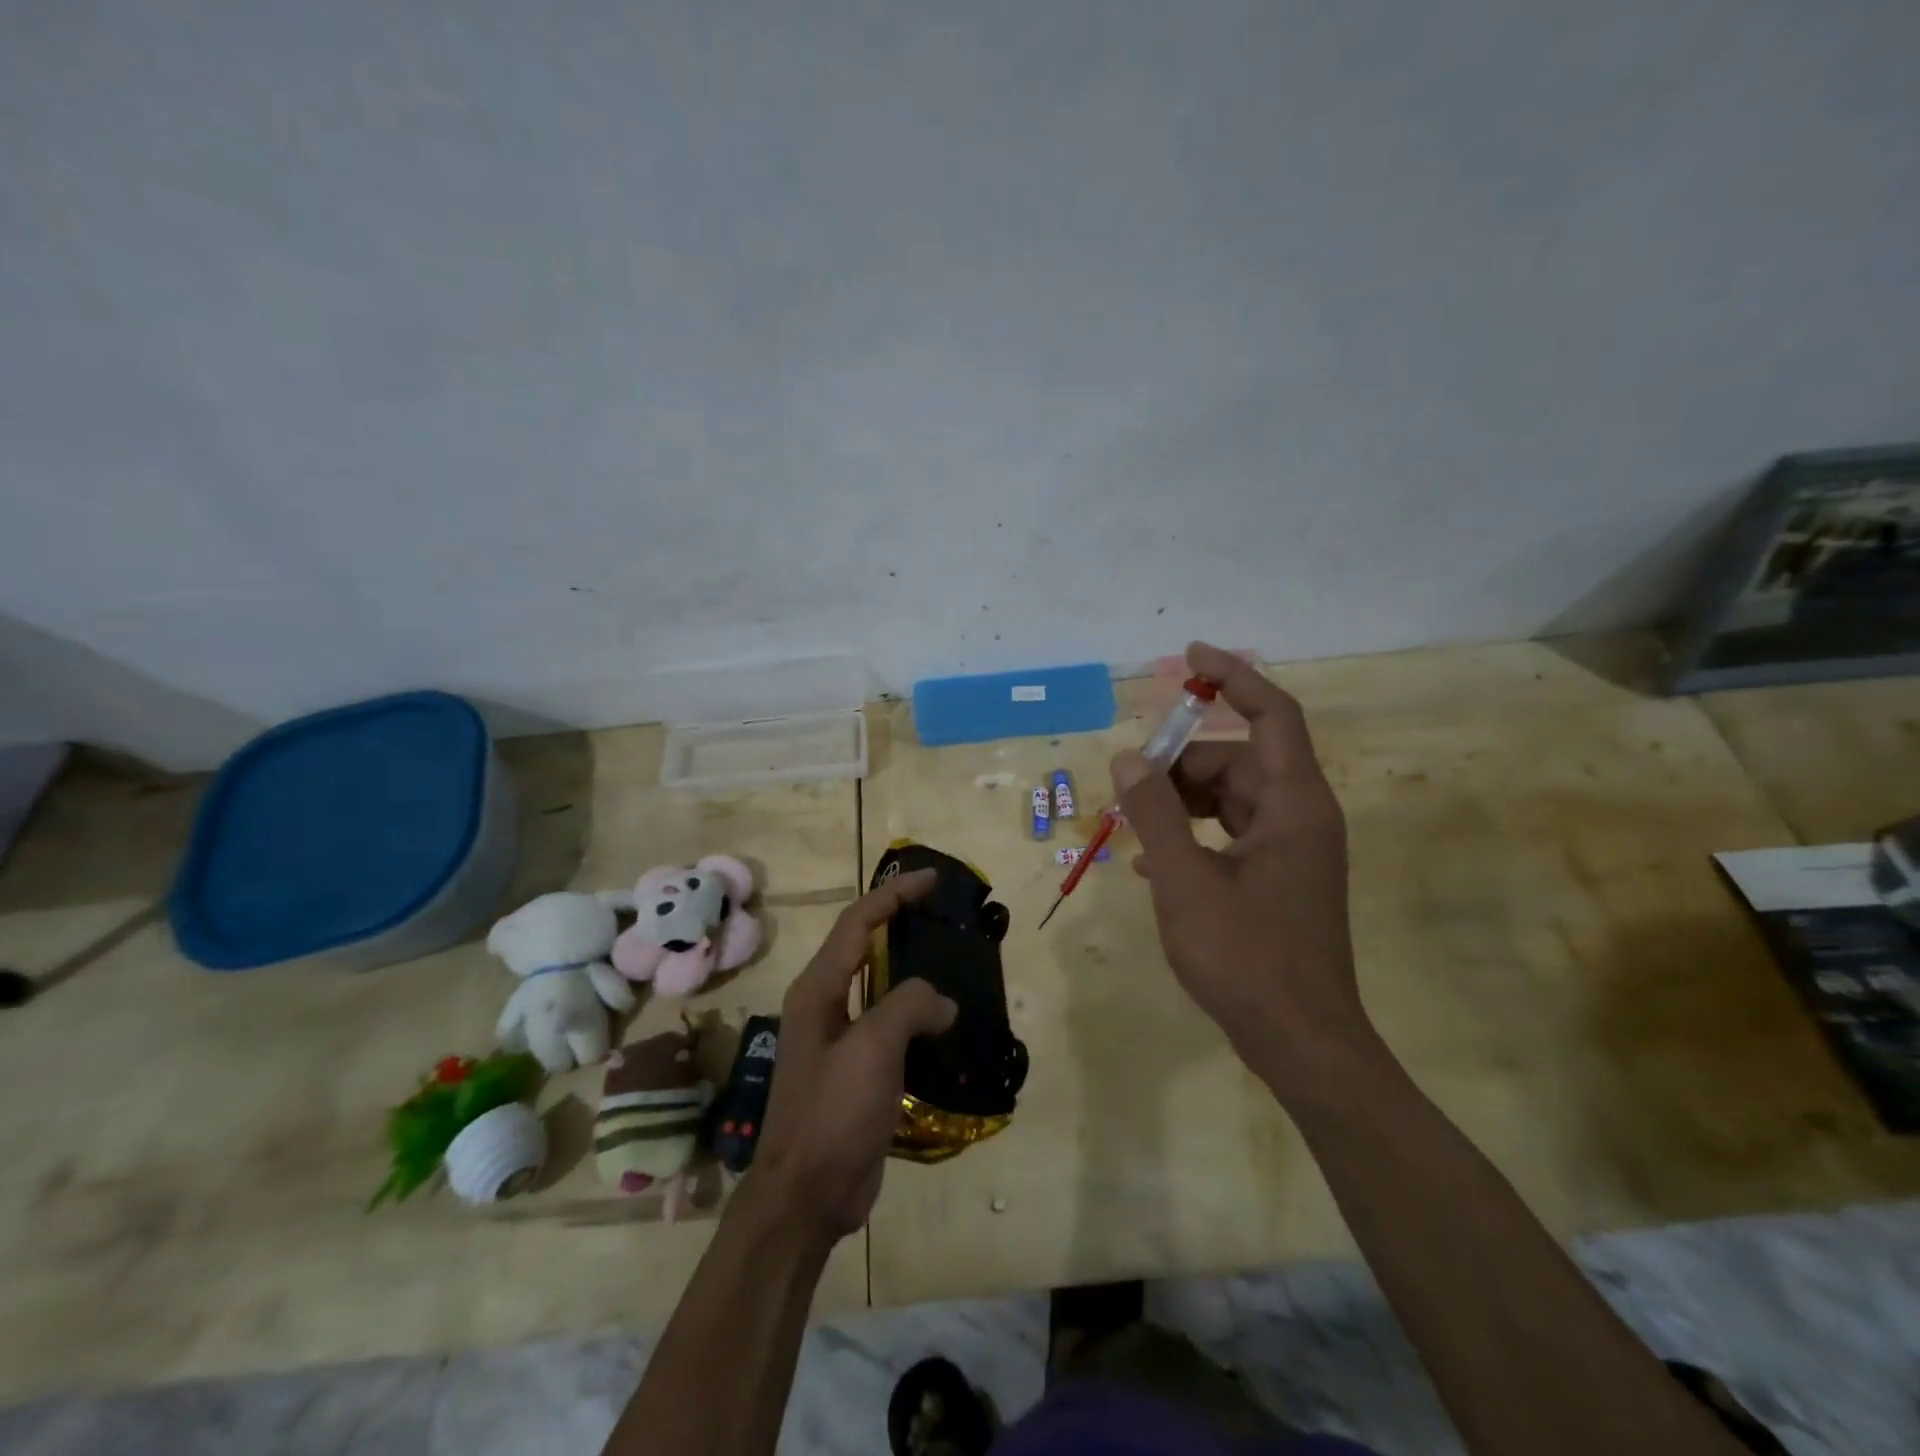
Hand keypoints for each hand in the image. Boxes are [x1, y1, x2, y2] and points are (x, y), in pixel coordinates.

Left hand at [750, 869, 956, 1240]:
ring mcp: (840, 1039)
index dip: (893, 895)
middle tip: (942, 913)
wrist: (807, 1196)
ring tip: (951, 959)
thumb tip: (941, 1002)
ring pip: (880, 987)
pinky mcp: (857, 1070)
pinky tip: (945, 1022)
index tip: (932, 880)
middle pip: (864, 947)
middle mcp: (824, 1005)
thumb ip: (909, 1006)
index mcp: (818, 989)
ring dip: (911, 969)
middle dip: (900, 923)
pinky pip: (890, 1026)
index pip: (857, 922)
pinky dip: (916, 1013)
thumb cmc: (832, 1112)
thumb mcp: (873, 1048)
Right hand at [1112, 642, 1374, 1100]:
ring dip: (1181, 801)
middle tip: (1127, 785)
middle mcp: (1301, 815)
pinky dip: (1193, 833)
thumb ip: (1154, 813)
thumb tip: (1128, 758)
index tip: (1191, 656)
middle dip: (1180, 764)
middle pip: (1238, 759)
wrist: (1301, 1042)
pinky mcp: (1280, 877)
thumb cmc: (1245, 957)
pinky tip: (1148, 859)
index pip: (1272, 714)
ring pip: (1231, 797)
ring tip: (1131, 823)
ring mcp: (1293, 849)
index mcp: (1294, 804)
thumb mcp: (1184, 880)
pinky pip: (1231, 832)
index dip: (1234, 677)